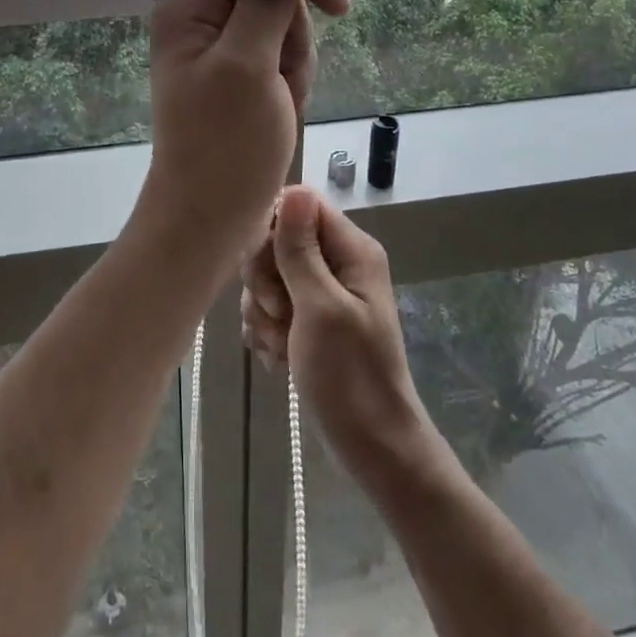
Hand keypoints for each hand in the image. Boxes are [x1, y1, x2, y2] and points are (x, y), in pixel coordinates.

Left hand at [145, 0, 349, 253]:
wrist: (210, 221)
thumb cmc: (226, 146)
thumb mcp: (252, 63)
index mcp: (189, 8)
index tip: (337, 7)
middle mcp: (199, 20)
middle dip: (294, 35)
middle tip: (281, 81)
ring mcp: (218, 50)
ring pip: (283, 26)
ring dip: (295, 63)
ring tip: (279, 104)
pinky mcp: (236, 76)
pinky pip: (280, 58)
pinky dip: (290, 82)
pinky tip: (280, 112)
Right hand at [240, 185, 431, 484]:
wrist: (371, 447)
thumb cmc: (350, 377)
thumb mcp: (320, 308)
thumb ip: (301, 250)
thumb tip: (292, 189)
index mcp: (352, 250)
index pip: (300, 205)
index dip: (273, 230)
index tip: (268, 269)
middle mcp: (339, 263)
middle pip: (279, 240)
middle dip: (265, 279)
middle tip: (279, 313)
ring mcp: (323, 293)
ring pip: (269, 276)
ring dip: (264, 311)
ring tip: (282, 344)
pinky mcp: (309, 321)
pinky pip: (272, 307)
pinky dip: (269, 330)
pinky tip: (279, 357)